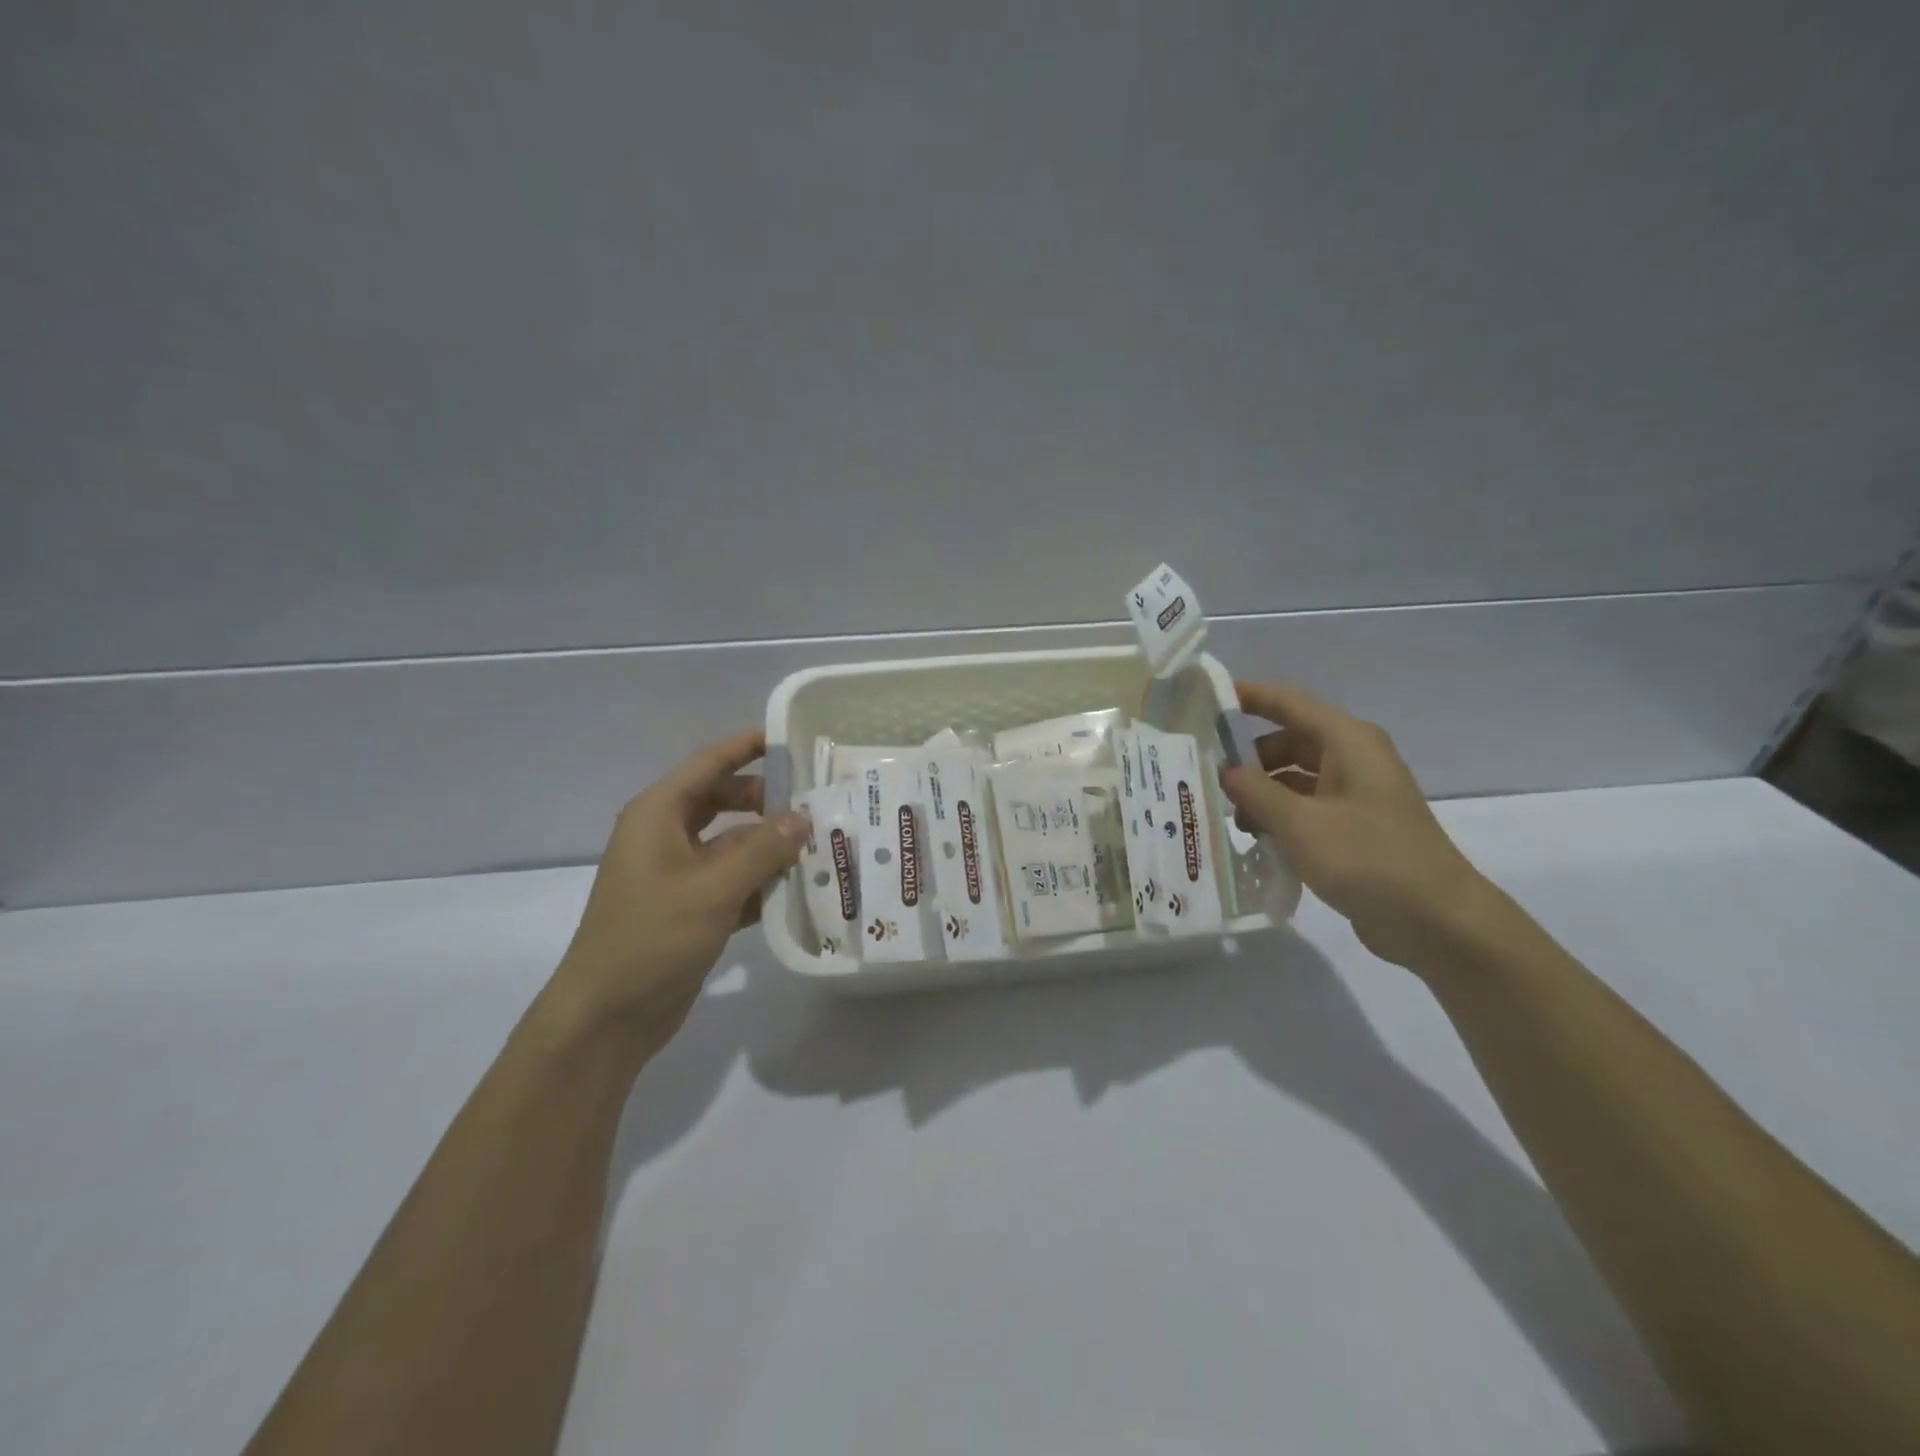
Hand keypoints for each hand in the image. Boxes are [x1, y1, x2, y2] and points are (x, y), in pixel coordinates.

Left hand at [550, 730, 807, 1051]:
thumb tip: (804, 817)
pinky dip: (763, 881)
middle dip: (768, 800)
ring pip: (734, 843)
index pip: (709, 764)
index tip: (792, 738)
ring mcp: (679, 874)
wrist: (607, 1017)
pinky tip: (802, 887)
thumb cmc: (651, 938)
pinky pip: (735, 880)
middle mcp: (667, 836)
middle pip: (725, 800)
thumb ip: (763, 849)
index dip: (748, 746)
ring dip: (771, 844)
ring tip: (822, 843)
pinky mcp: (692, 908)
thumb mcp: (712, 889)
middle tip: (818, 801)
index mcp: (658, 815)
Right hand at [1219, 682, 1495, 969]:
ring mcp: (1356, 795)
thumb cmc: (1368, 859)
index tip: (1207, 699)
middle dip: (1249, 757)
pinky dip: (1279, 815)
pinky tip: (1256, 839)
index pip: (1290, 703)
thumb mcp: (1300, 823)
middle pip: (1289, 741)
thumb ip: (1255, 791)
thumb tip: (1226, 770)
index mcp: (1349, 742)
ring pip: (1294, 777)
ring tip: (1230, 817)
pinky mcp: (1355, 827)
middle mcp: (1354, 759)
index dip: (1249, 696)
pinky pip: (1306, 807)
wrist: (1436, 922)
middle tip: (1208, 777)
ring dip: (1261, 792)